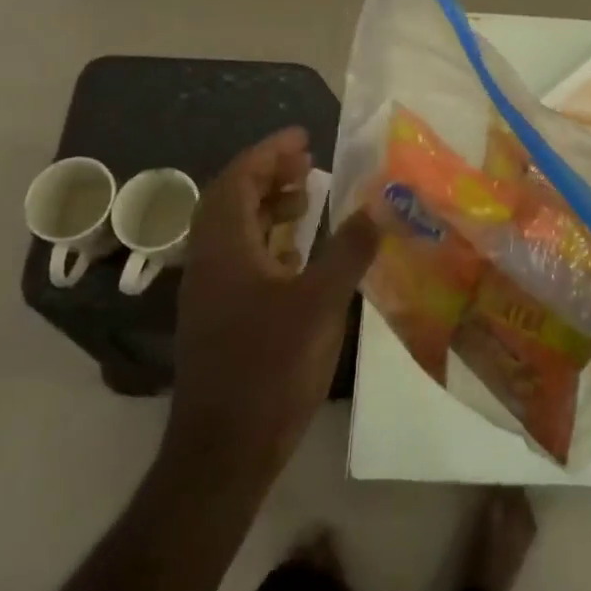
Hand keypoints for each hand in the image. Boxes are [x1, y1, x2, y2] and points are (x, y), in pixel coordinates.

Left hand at [169, 128, 380, 485]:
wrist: (223, 452)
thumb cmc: (270, 368)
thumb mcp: (320, 302)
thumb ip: (350, 249)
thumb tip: (380, 204)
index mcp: (224, 247)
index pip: (239, 179)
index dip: (269, 152)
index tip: (304, 137)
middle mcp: (209, 261)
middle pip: (233, 199)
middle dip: (269, 174)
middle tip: (309, 162)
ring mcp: (211, 292)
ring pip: (235, 229)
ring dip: (268, 206)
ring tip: (307, 198)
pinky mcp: (220, 317)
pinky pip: (242, 258)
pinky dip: (269, 240)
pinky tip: (300, 253)